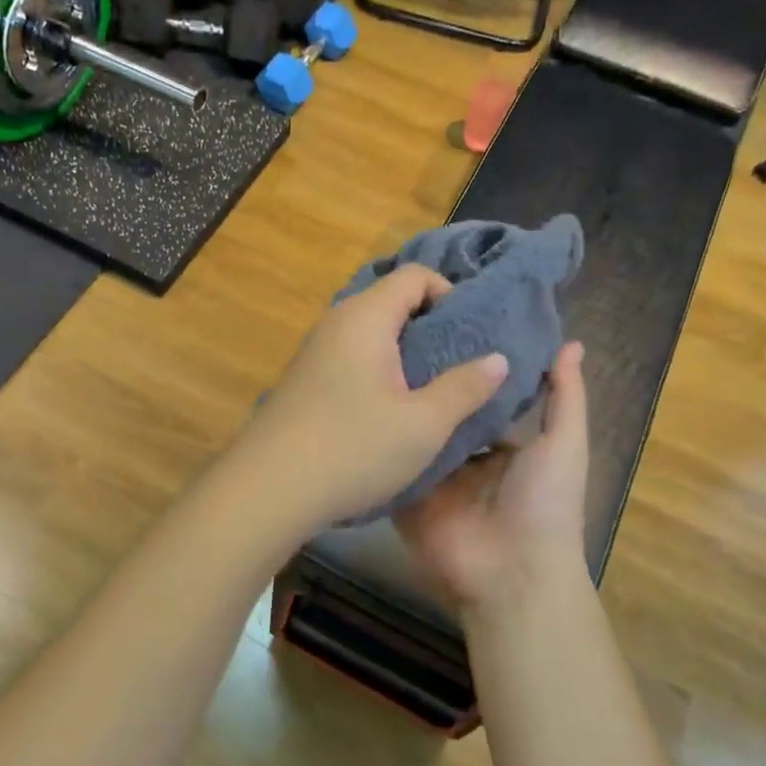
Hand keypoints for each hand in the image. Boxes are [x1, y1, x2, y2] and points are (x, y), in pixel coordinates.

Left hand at [242, 265, 509, 532]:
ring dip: (406, 355)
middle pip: (392, 302)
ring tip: (433, 392)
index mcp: (365, 317)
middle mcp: (336, 323)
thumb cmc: (353, 449)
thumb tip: (497, 359)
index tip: (471, 336)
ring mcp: (315, 352)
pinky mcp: (305, 381)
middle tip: (461, 366)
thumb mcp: (423, 424)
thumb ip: (465, 387)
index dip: (449, 294)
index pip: (414, 275)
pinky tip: (391, 412)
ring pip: (372, 334)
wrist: (267, 490)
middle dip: (432, 327)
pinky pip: (353, 359)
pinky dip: (380, 372)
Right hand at [395, 341, 589, 620]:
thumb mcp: (564, 444)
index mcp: (504, 447)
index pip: (481, 398)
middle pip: (445, 413)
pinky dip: (381, 441)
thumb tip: (571, 343)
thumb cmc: (545, 504)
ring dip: (400, 406)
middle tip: (397, 334)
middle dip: (427, 382)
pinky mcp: (407, 498)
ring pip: (415, 435)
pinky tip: (359, 403)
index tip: (445, 323)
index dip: (468, 366)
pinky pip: (392, 464)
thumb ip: (565, 396)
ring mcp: (434, 480)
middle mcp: (466, 460)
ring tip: (372, 358)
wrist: (511, 574)